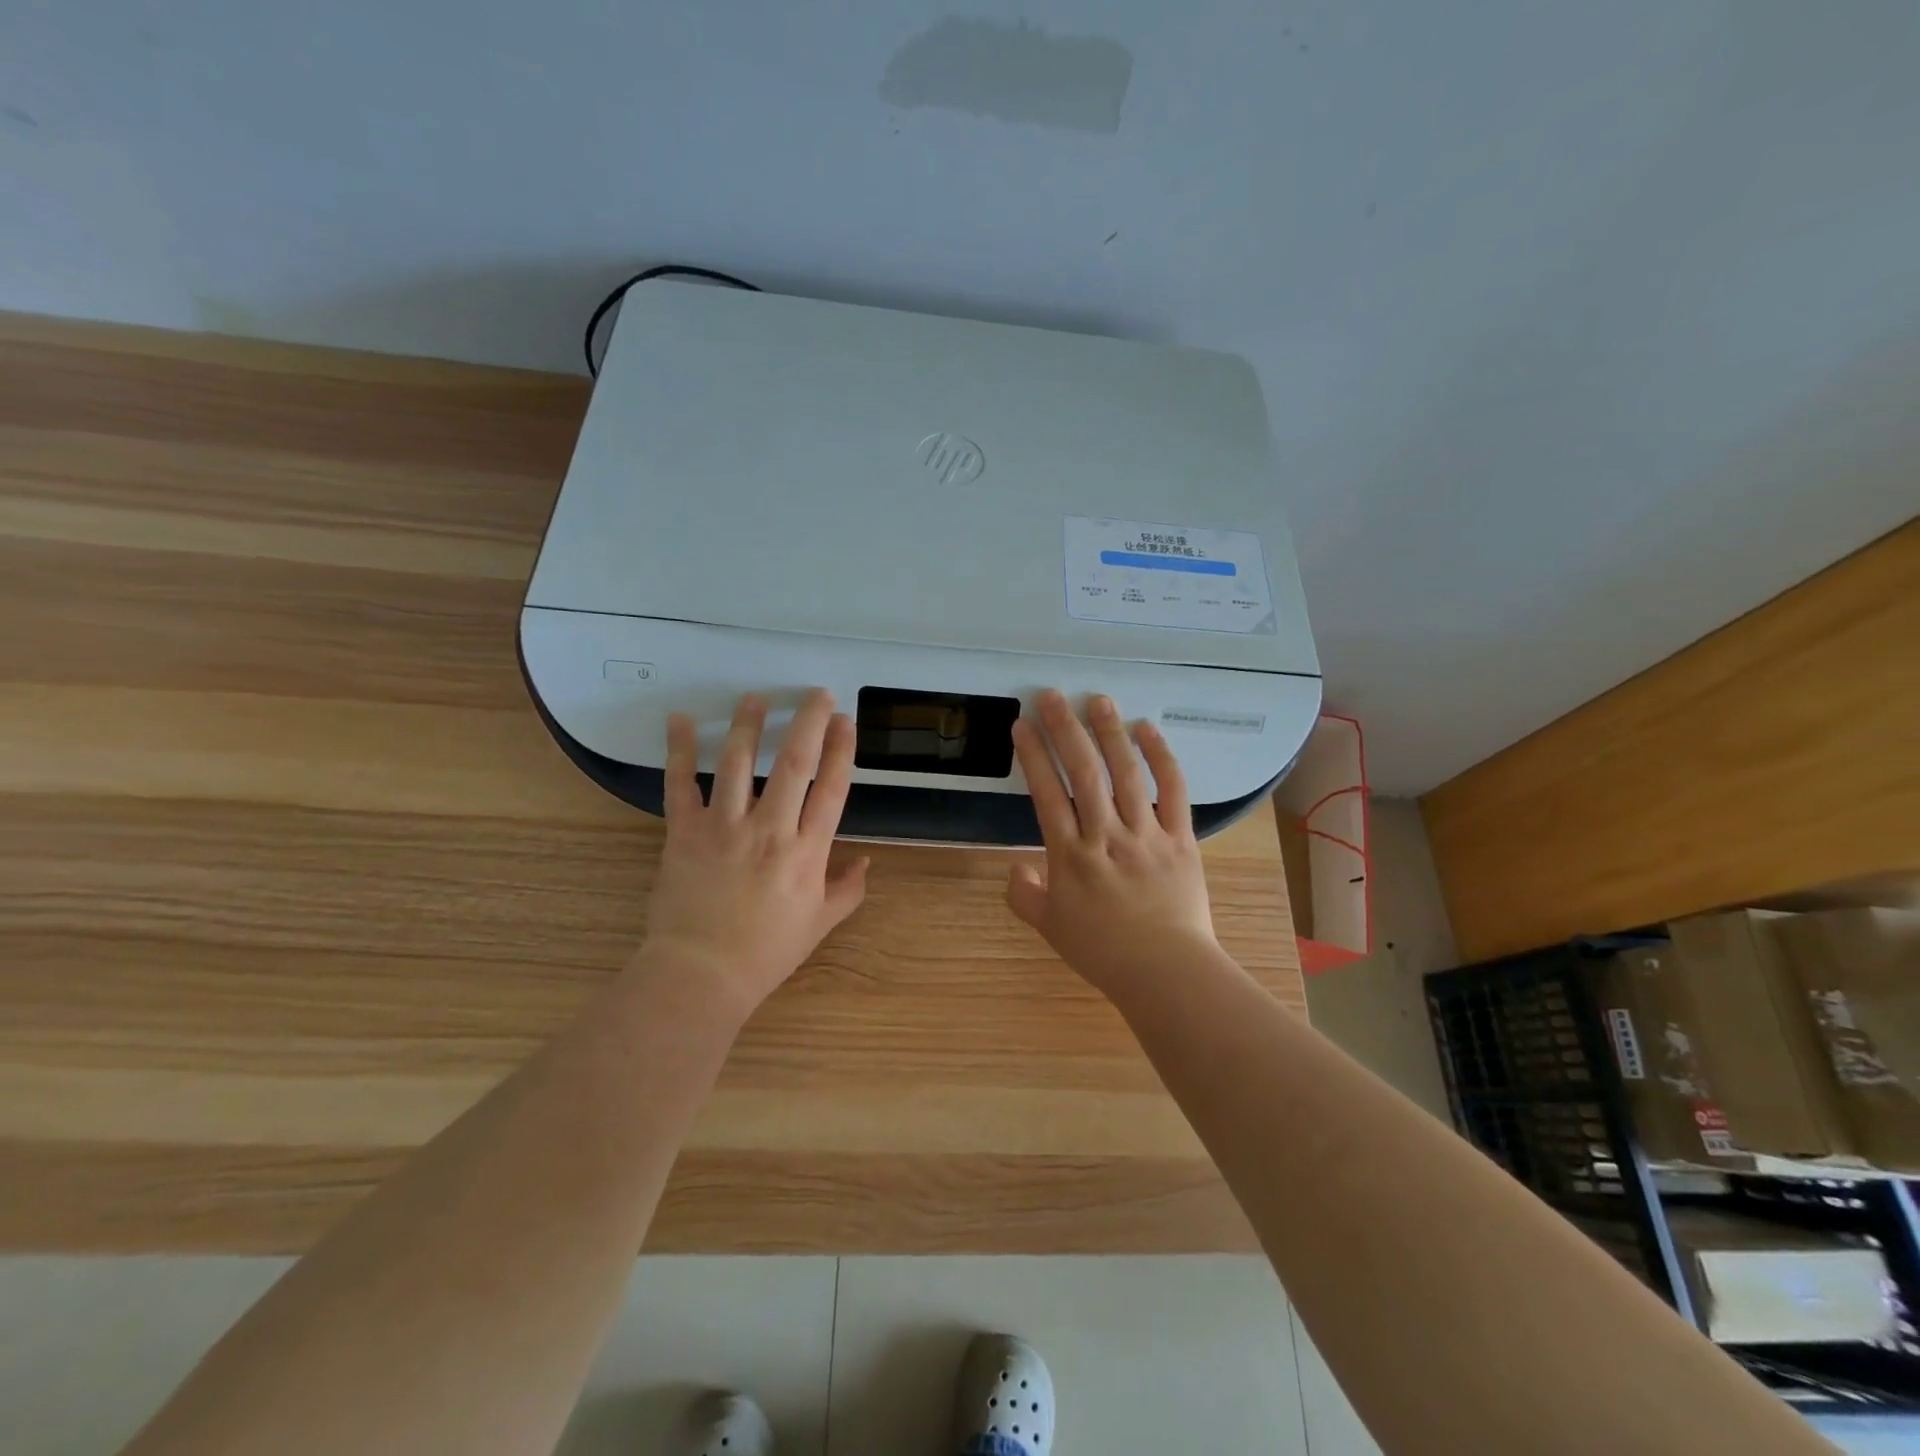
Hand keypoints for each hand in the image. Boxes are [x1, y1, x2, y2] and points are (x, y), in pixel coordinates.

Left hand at [639, 689, 869, 1017]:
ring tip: (755, 698)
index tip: (844, 721)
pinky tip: (679, 720)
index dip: (841, 749)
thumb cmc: (766, 952)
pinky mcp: (684, 832)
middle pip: (793, 763)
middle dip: (807, 721)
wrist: (701, 974)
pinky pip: (680, 785)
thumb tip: (865, 861)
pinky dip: (678, 750)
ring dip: (748, 725)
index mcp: (806, 852)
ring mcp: (724, 827)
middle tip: (816, 693)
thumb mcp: (820, 925)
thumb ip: (847, 890)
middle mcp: (770, 830)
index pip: (831, 788)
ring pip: (737, 763)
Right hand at [1007, 689, 1218, 993]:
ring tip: (1098, 700)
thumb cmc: (1103, 951)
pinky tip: (1148, 729)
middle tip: (1052, 696)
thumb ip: (1024, 896)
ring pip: (1126, 774)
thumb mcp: (1051, 928)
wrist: (1166, 972)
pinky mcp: (1180, 838)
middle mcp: (1106, 835)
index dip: (1033, 756)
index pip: (1047, 794)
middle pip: (1084, 773)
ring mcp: (1146, 834)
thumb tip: (1015, 869)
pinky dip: (1162, 757)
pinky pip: (1173, 791)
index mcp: (1071, 856)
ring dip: (1110, 733)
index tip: (1022, 725)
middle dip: (1065, 730)